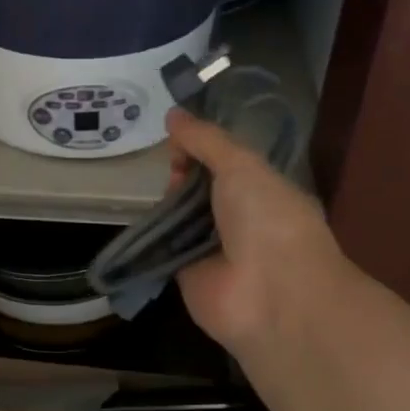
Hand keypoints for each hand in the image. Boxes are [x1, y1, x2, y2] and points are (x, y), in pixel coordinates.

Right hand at [166, 109, 353, 380]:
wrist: (272, 295)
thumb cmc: (268, 220)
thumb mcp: (241, 165)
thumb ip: (206, 139)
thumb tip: (172, 115)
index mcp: (262, 189)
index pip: (225, 161)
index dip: (201, 147)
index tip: (178, 140)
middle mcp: (238, 217)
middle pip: (198, 186)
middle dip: (180, 173)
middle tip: (167, 167)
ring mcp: (212, 247)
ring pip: (179, 215)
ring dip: (165, 202)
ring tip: (149, 188)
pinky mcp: (186, 272)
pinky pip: (164, 246)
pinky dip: (151, 234)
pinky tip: (137, 218)